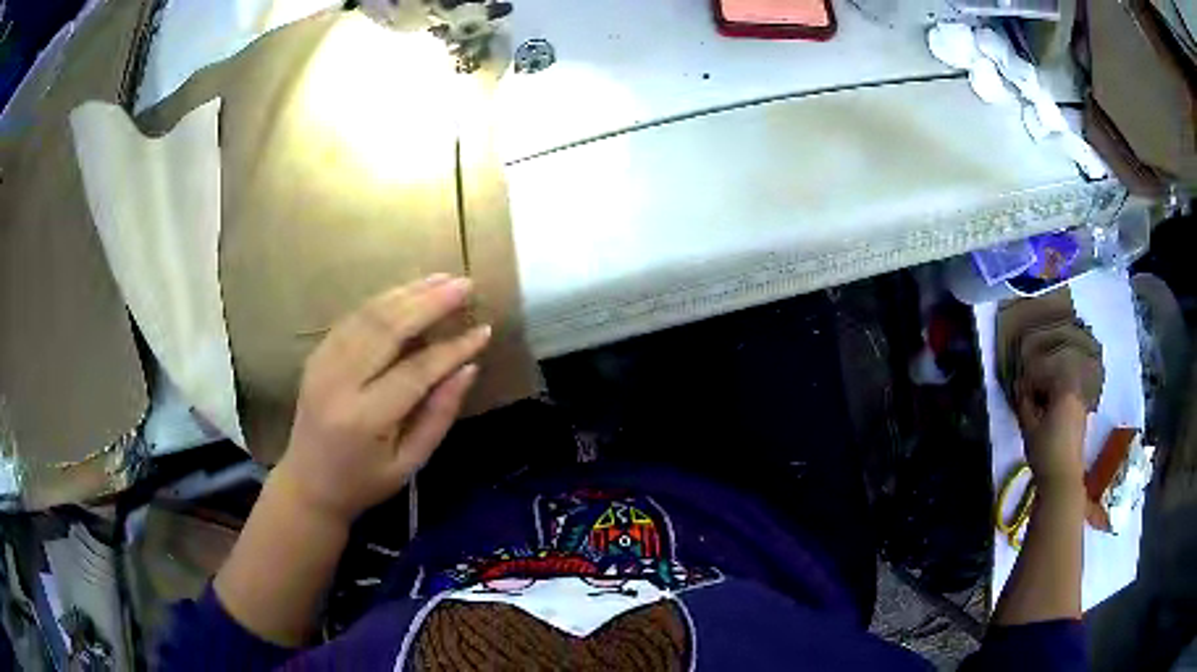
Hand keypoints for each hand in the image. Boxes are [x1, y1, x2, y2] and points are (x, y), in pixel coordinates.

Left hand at [271, 274, 490, 524]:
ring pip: (368, 315)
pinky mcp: (316, 355)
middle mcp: (339, 382)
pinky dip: (383, 300)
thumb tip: (468, 368)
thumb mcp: (410, 463)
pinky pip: (352, 318)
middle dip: (430, 303)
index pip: (416, 371)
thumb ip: (439, 415)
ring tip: (443, 278)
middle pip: (388, 328)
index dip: (453, 348)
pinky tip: (407, 291)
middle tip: (466, 284)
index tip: (484, 331)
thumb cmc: (364, 482)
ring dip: (408, 292)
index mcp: (365, 418)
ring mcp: (322, 363)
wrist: (308, 484)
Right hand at [1016, 350, 1089, 488]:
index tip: (1018, 390)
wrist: (1062, 480)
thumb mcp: (1029, 427)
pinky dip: (1057, 410)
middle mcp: (1075, 395)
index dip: (1030, 380)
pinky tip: (1047, 424)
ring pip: (1062, 396)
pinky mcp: (1081, 425)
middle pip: (1056, 383)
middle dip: (1041, 389)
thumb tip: (1018, 387)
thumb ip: (1023, 404)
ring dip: (1049, 400)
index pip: (1045, 375)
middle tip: (1026, 401)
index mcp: (1064, 390)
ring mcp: (1081, 410)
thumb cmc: (1045, 451)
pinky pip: (1067, 408)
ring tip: (1036, 414)